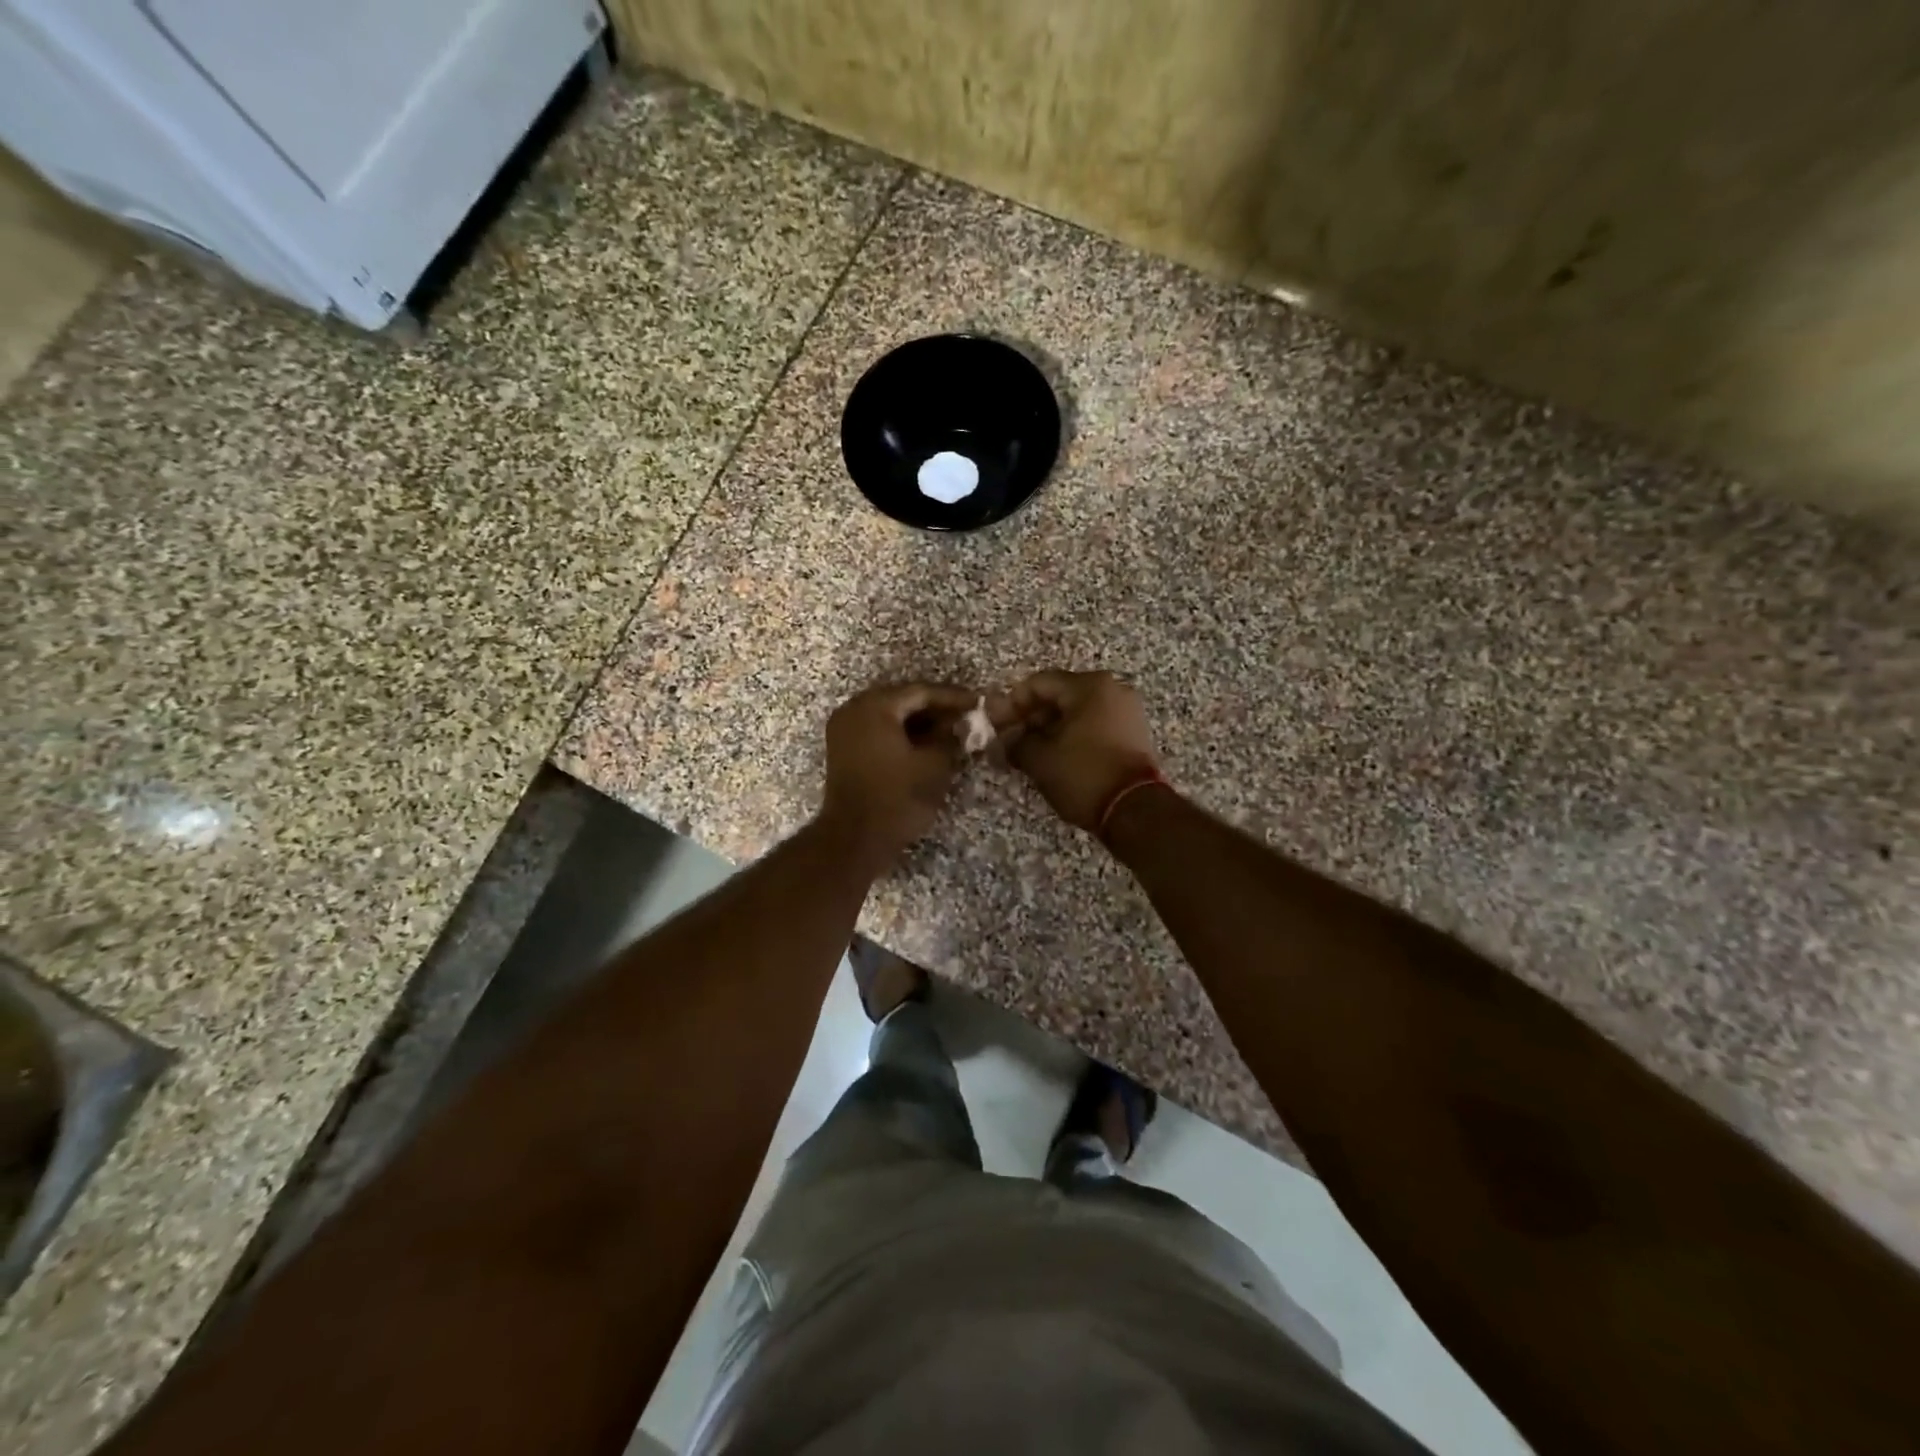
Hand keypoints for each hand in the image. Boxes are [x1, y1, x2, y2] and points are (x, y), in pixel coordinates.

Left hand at [817, 682, 975, 868]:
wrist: (854, 838)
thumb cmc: (897, 798)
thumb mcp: (934, 765)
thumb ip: (950, 738)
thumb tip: (961, 725)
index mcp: (875, 706)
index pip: (921, 692)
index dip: (953, 697)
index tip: (979, 703)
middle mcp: (854, 709)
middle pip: (902, 699)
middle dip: (935, 708)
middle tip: (966, 716)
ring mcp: (844, 729)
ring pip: (889, 714)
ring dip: (919, 721)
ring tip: (951, 731)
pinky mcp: (843, 749)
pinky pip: (877, 729)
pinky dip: (901, 733)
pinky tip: (925, 744)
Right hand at [1005, 670, 1162, 832]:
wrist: (1136, 810)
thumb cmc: (1084, 775)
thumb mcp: (1040, 759)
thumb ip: (1015, 742)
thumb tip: (1003, 739)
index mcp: (1089, 686)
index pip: (1039, 683)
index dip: (1012, 703)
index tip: (997, 725)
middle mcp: (1113, 689)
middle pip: (1060, 694)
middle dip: (1032, 717)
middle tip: (1011, 740)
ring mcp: (1127, 710)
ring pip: (1078, 711)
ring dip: (1051, 727)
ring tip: (1031, 752)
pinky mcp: (1134, 732)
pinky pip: (1095, 723)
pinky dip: (1074, 734)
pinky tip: (1057, 756)